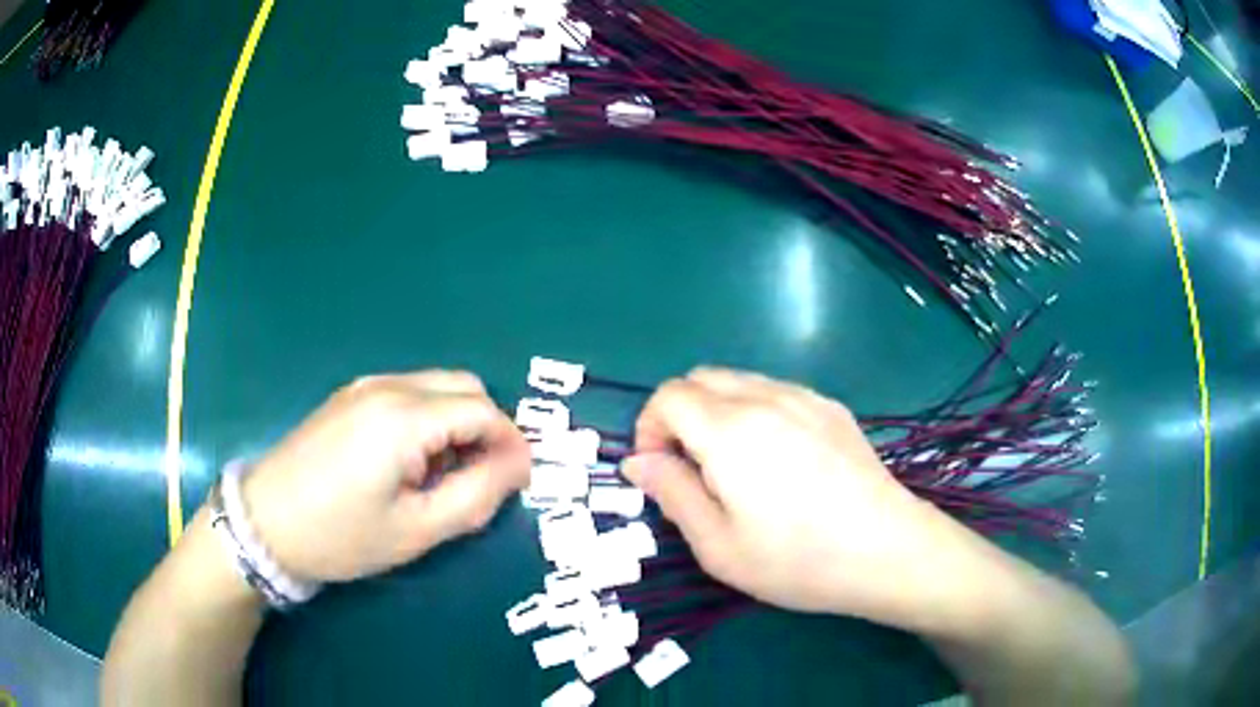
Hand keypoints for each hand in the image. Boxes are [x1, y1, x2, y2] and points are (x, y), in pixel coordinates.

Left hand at [241, 370, 530, 583]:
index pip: (483, 411)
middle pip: (464, 387)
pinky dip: (430, 418)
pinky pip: (409, 393)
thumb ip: (476, 494)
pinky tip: (413, 461)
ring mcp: (365, 386)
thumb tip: (520, 465)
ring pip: (437, 387)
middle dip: (489, 427)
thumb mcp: (416, 529)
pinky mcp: (349, 395)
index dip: (512, 443)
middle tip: (485, 478)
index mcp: (404, 418)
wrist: (264, 522)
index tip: (520, 480)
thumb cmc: (341, 535)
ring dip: (459, 422)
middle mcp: (388, 386)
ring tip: (447, 474)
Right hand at [622, 367, 969, 623]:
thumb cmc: (796, 559)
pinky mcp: (831, 407)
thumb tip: (637, 461)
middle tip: (692, 468)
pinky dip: (754, 410)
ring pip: (739, 381)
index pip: (668, 396)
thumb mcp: (718, 545)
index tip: (661, 470)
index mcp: (729, 430)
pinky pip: (775, 391)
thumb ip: (672, 493)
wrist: (886, 550)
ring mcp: (804, 397)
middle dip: (679, 415)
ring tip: (735, 466)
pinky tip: (777, 458)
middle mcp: (764, 398)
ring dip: (716, 411)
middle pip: (700, 378)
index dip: (649, 428)